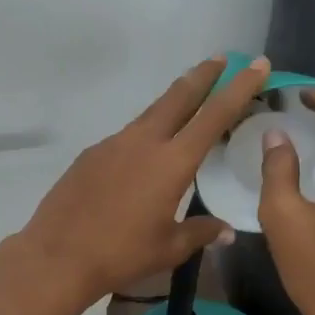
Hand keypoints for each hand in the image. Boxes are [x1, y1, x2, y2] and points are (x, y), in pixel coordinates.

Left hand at [16, 56, 270, 306]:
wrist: (58, 255)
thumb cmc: (121, 254)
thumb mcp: (169, 248)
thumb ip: (201, 232)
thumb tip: (226, 231)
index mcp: (172, 162)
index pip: (214, 115)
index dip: (239, 87)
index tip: (256, 64)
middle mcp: (144, 142)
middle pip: (179, 97)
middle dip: (203, 75)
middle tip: (222, 59)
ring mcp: (114, 144)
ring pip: (151, 113)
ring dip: (173, 102)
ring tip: (188, 99)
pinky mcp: (91, 153)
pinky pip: (127, 136)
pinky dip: (145, 132)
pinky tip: (144, 153)